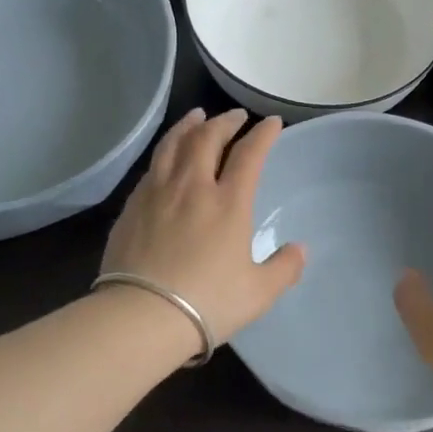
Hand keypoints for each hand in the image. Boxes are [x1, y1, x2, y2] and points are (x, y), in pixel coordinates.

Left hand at [100, 108, 305, 345]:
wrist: (142, 315)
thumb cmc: (208, 303)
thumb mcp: (258, 293)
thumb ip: (284, 268)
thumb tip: (300, 249)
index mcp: (228, 203)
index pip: (249, 155)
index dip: (263, 134)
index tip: (272, 123)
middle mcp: (192, 187)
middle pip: (208, 138)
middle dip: (225, 121)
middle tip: (236, 116)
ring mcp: (158, 193)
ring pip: (174, 144)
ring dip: (189, 125)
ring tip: (197, 116)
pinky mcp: (132, 206)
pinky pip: (153, 166)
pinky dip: (166, 150)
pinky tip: (167, 156)